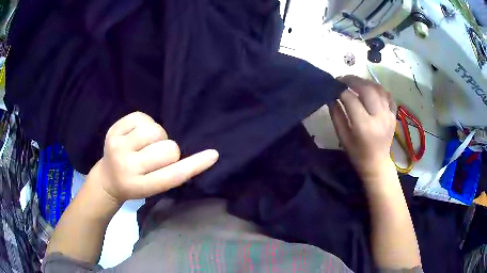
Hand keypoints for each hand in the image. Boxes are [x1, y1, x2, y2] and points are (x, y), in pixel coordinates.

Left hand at [87, 112, 218, 203]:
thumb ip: (171, 173)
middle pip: (168, 149)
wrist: (107, 178)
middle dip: (168, 150)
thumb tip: (194, 154)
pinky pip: (142, 117)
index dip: (195, 165)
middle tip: (156, 155)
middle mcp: (127, 167)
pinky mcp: (113, 130)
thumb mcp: (154, 187)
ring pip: (155, 130)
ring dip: (157, 136)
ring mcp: (118, 147)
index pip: (172, 175)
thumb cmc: (135, 184)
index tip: (213, 155)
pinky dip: (145, 124)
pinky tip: (136, 134)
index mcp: (141, 186)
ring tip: (146, 144)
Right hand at [330, 75, 395, 179]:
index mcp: (364, 126)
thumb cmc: (357, 154)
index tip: (333, 85)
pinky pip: (387, 95)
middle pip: (367, 89)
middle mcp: (378, 117)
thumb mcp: (343, 137)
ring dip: (366, 82)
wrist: (377, 164)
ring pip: (378, 89)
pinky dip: (378, 88)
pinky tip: (371, 89)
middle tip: (343, 79)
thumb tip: (331, 97)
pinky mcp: (393, 115)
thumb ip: (336, 115)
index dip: (340, 90)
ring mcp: (388, 115)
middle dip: (353, 80)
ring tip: (356, 82)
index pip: (350, 99)